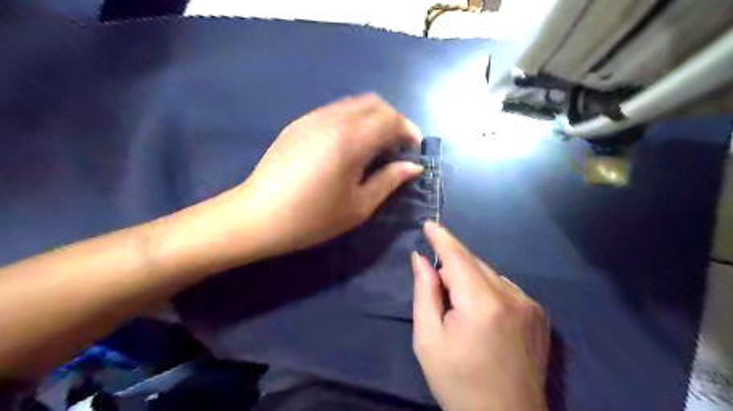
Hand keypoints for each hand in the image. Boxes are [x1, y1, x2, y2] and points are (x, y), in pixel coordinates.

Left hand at [229, 95, 424, 258]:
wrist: (258, 216)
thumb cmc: (312, 218)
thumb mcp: (358, 206)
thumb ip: (389, 181)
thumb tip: (413, 167)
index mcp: (351, 141)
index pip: (390, 119)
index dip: (408, 130)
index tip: (414, 149)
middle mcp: (333, 120)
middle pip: (374, 103)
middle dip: (393, 120)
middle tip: (397, 146)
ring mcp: (312, 118)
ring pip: (354, 103)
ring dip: (372, 118)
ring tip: (375, 145)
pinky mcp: (298, 123)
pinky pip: (335, 110)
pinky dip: (352, 119)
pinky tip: (348, 144)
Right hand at [410, 221, 545, 410]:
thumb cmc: (458, 382)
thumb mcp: (429, 339)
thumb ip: (425, 293)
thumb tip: (421, 259)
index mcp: (482, 304)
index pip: (458, 257)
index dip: (442, 238)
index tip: (429, 224)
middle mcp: (512, 297)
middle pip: (474, 264)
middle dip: (452, 267)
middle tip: (438, 290)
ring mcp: (530, 305)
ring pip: (490, 274)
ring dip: (469, 279)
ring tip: (460, 309)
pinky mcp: (539, 314)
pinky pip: (504, 287)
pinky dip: (487, 289)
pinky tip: (482, 315)